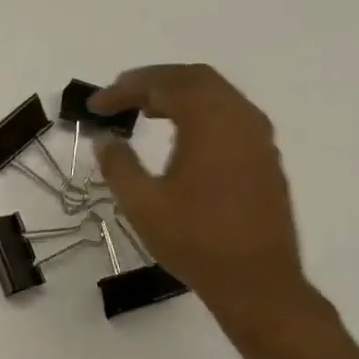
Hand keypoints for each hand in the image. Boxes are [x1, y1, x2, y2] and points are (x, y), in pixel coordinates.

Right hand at [90, 64, 315, 334]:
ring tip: (142, 112)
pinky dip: (197, 114)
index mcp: (211, 122)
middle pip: (196, 80)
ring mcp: (258, 138)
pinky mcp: (263, 158)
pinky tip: (178, 137)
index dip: (126, 88)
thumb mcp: (142, 204)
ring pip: (216, 96)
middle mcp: (241, 118)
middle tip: (118, 98)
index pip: (166, 84)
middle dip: (153, 82)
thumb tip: (105, 140)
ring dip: (177, 96)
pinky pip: (228, 117)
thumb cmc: (193, 239)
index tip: (96, 105)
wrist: (254, 278)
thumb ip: (119, 165)